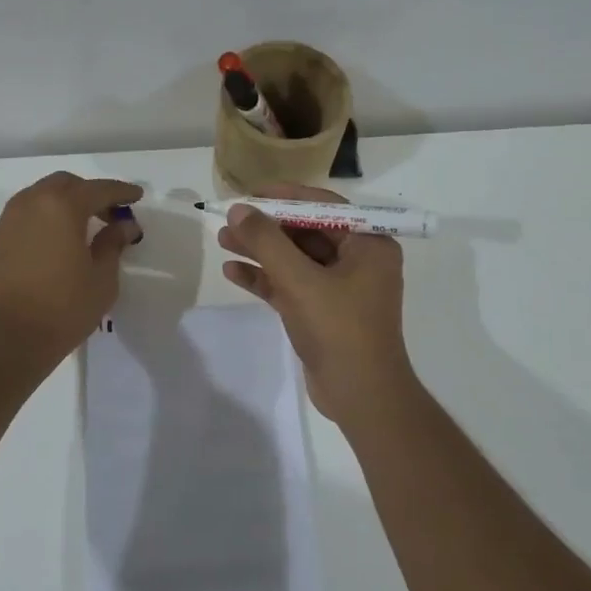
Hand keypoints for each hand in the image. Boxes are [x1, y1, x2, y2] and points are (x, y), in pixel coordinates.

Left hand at [0, 173, 142, 362]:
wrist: (4, 340)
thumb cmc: (63, 309)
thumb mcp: (102, 279)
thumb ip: (113, 245)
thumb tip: (123, 225)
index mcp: (62, 207)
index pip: (98, 190)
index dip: (121, 191)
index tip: (136, 197)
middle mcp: (29, 205)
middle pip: (62, 185)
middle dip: (87, 193)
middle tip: (107, 214)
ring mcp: (3, 223)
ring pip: (35, 199)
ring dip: (59, 206)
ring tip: (75, 230)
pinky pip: (17, 222)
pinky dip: (36, 226)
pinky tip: (45, 249)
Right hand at [217, 184, 414, 420]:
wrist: (361, 396)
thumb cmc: (339, 329)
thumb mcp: (300, 281)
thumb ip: (267, 242)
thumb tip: (238, 210)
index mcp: (369, 244)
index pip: (323, 206)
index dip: (284, 197)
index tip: (249, 194)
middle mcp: (358, 260)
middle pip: (305, 232)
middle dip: (266, 227)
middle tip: (228, 220)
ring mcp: (340, 288)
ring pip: (294, 260)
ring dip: (260, 251)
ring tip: (222, 241)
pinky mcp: (322, 312)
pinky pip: (291, 285)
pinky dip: (265, 279)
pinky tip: (233, 272)